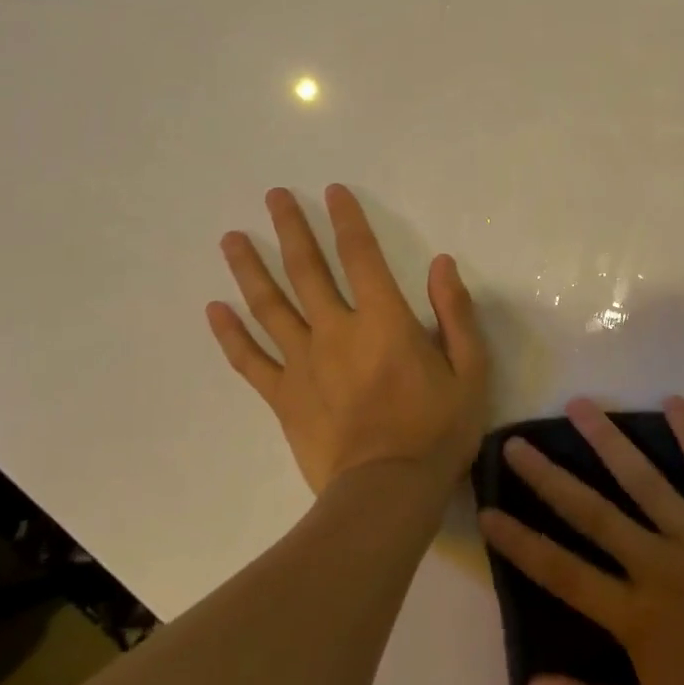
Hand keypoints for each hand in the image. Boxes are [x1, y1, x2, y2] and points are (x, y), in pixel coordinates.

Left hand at [206, 185, 487, 495]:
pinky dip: (230, 334)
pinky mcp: (283, 396)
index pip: (361, 256)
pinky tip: (214, 310)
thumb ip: (455, 313)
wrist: (387, 492)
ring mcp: (302, 363)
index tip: (332, 192)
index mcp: (383, 321)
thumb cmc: (437, 430)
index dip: (347, 220)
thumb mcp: (470, 370)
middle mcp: (336, 331)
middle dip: (290, 229)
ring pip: (269, 307)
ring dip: (249, 269)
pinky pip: (249, 360)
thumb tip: (441, 264)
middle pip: (307, 270)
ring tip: (232, 238)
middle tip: (273, 196)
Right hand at [478, 397, 683, 684]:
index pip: (562, 572)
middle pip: (593, 513)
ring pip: (644, 478)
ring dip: (608, 439)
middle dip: (549, 477)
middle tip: (517, 442)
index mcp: (636, 614)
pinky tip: (674, 401)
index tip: (488, 510)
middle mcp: (659, 563)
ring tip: (579, 405)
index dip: (521, 542)